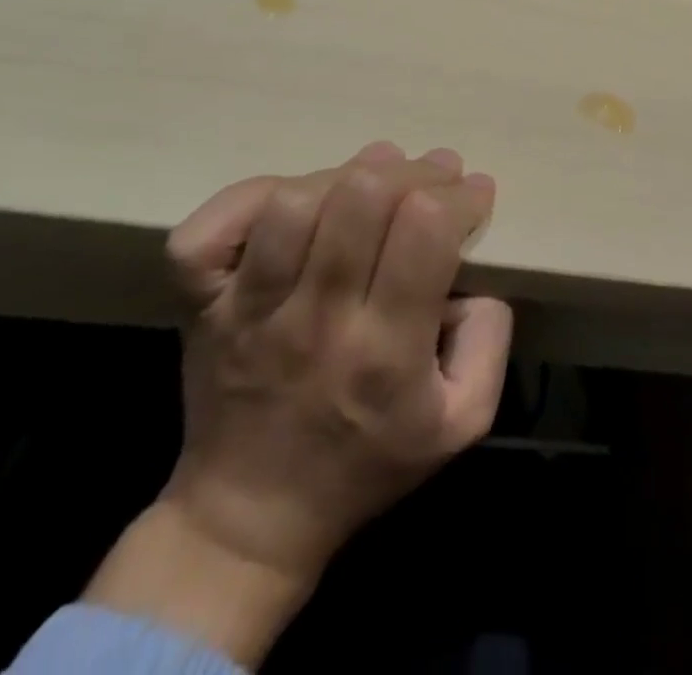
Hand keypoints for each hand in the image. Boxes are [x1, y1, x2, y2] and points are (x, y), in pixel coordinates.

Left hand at [87, 142, 510, 666]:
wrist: (250, 520)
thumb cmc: (367, 466)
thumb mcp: (461, 422)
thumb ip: (489, 340)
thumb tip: (475, 273)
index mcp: (386, 352)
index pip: (425, 229)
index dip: (460, 196)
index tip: (474, 195)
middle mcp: (316, 320)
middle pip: (363, 198)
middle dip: (415, 171)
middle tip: (435, 176)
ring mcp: (250, 310)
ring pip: (294, 202)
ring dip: (346, 175)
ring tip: (374, 180)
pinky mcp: (202, 305)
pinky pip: (209, 231)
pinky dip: (249, 198)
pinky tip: (291, 201)